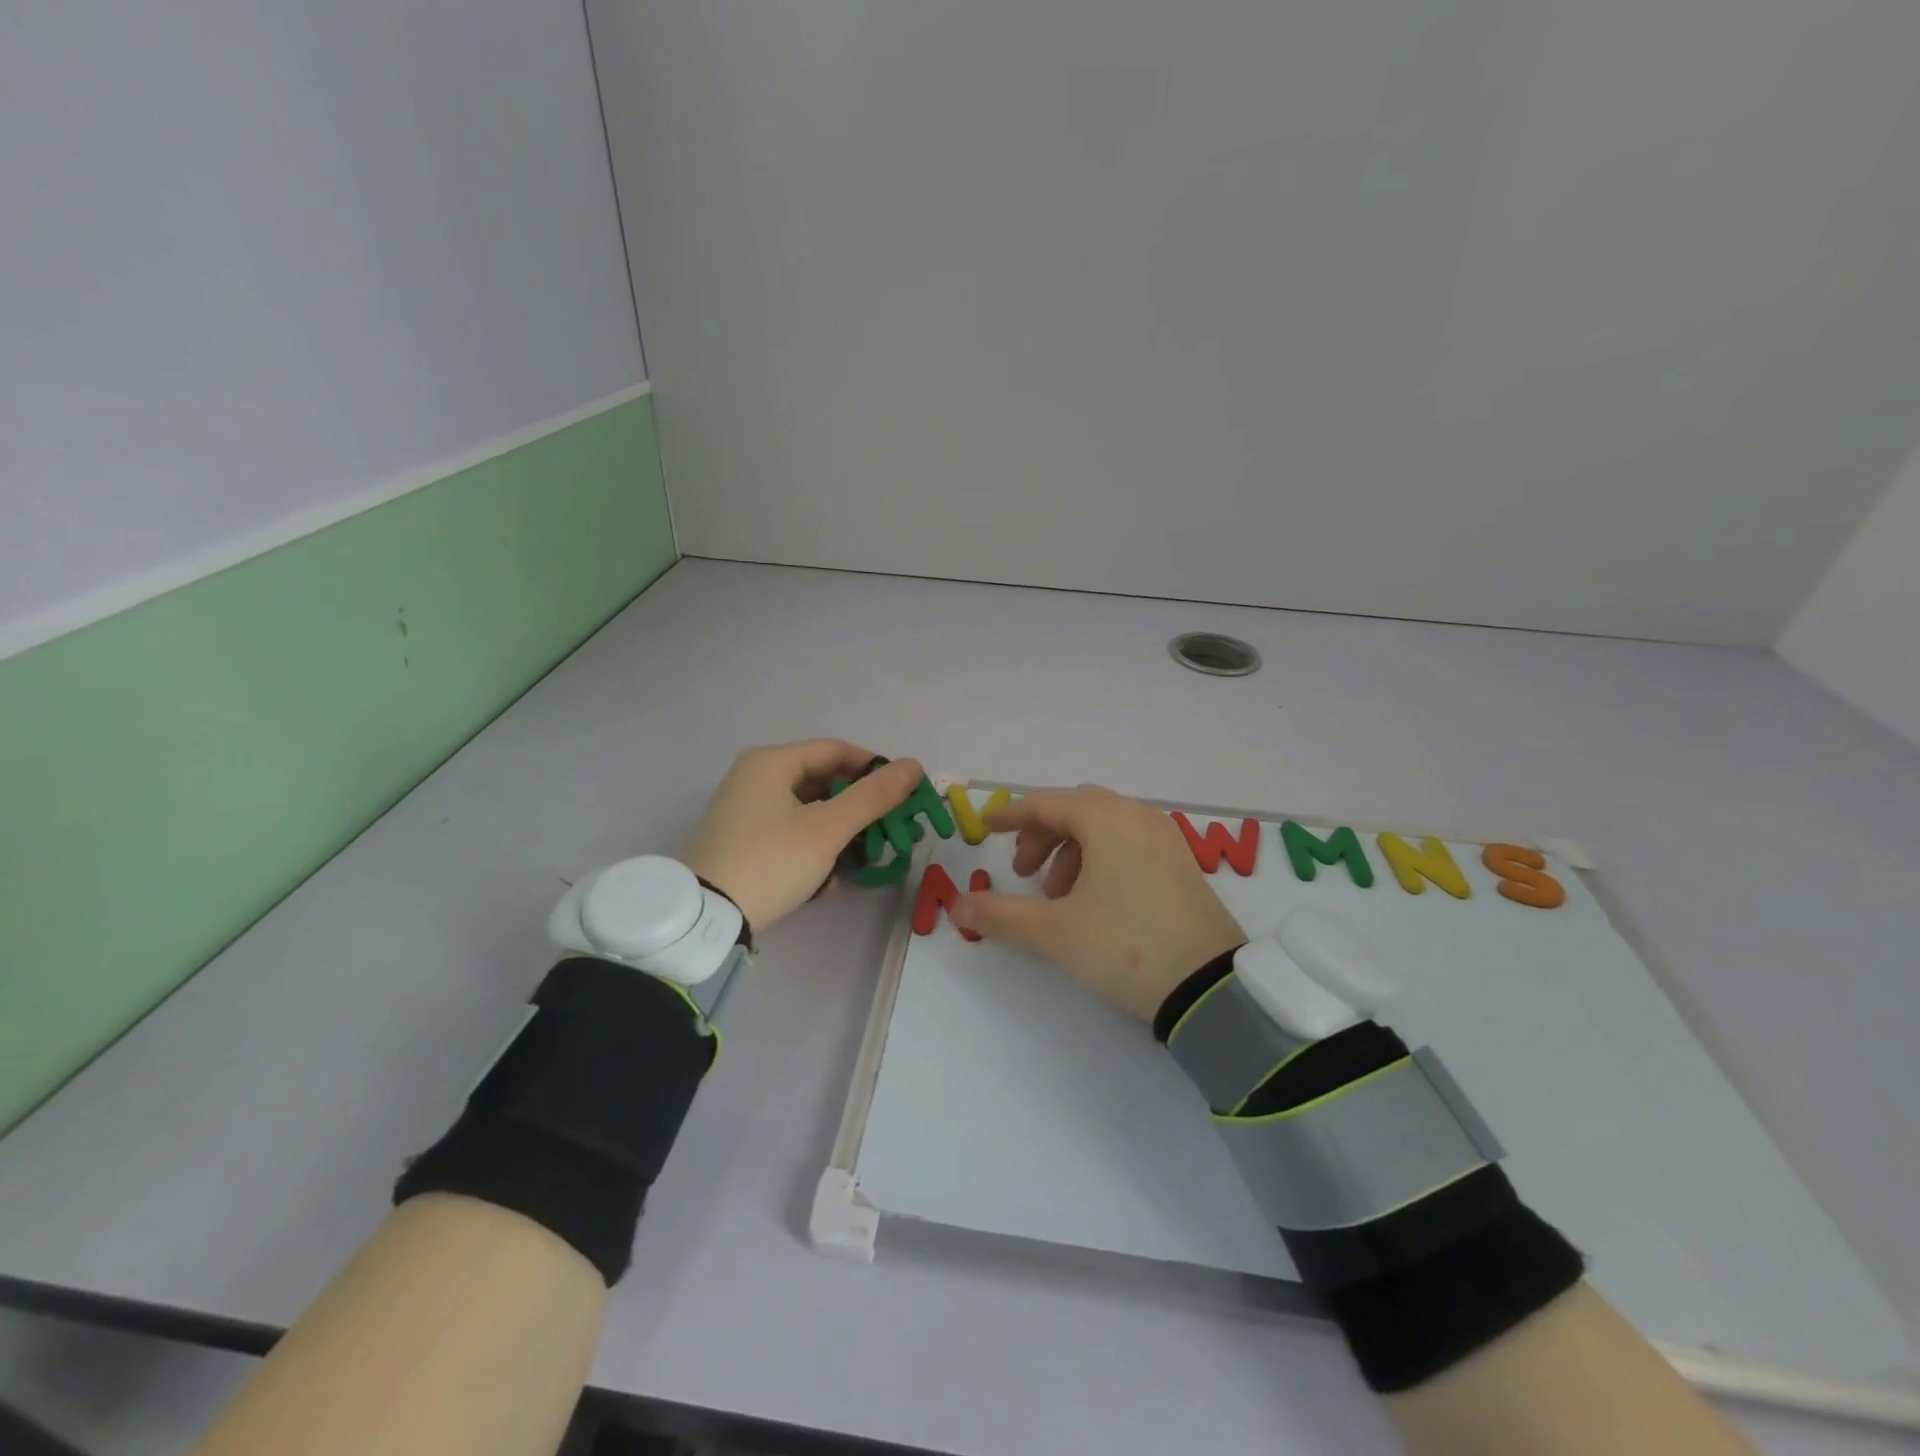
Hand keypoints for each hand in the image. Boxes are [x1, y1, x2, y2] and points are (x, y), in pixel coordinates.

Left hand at [683, 741, 922, 931]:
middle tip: (886, 831)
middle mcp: (755, 777)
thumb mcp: (828, 829)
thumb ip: (873, 796)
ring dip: (839, 836)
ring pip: (809, 811)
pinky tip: (827, 882)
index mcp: (772, 762)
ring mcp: (745, 809)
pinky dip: (813, 850)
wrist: (706, 918)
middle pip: (823, 781)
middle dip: (858, 809)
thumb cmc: (771, 861)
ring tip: (859, 863)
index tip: (904, 794)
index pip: (837, 750)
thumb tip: (914, 765)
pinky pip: (790, 832)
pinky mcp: (742, 839)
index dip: (875, 769)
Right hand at [952, 787, 1244, 1021]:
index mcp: (1107, 820)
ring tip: (1057, 896)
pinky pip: (1130, 844)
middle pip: (1077, 809)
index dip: (1012, 814)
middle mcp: (1138, 818)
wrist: (1210, 988)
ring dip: (1071, 851)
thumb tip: (957, 907)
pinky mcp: (1182, 865)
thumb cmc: (1124, 946)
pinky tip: (1093, 900)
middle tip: (1023, 871)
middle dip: (1043, 834)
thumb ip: (1001, 915)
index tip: (987, 828)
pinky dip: (1101, 859)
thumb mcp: (1054, 932)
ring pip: (1105, 827)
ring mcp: (1166, 840)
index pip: (1048, 803)